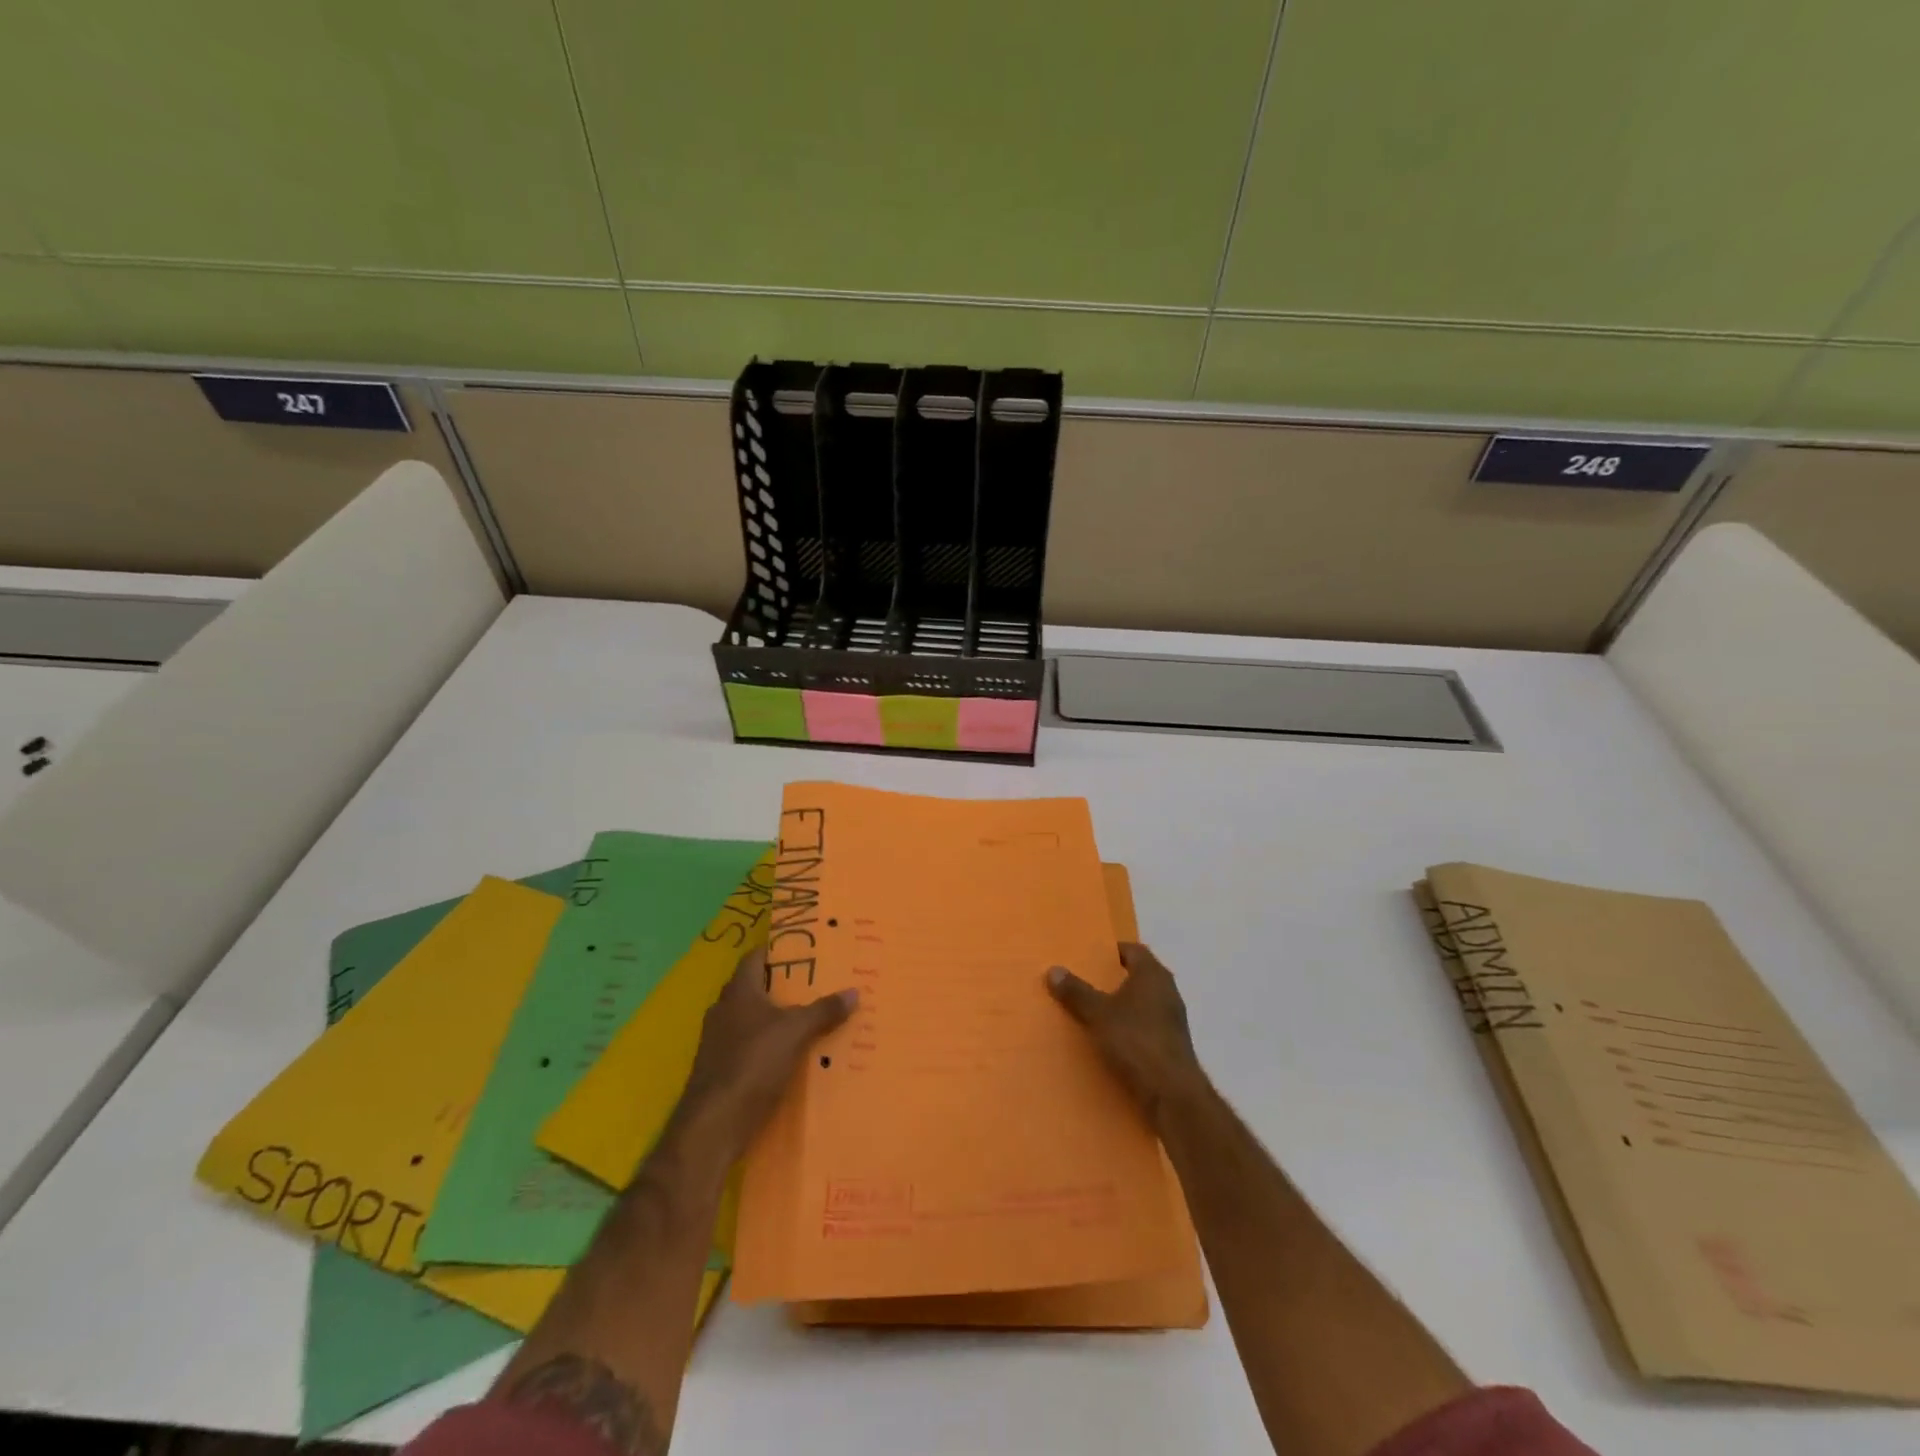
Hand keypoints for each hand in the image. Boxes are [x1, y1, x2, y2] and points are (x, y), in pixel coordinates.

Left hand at [676, 944, 855, 1155]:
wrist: (713, 1126)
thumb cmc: (753, 1064)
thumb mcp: (796, 1032)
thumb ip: (823, 1010)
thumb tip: (854, 991)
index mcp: (738, 992)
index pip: (756, 957)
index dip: (778, 950)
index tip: (805, 948)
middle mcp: (724, 1011)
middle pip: (755, 988)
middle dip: (784, 985)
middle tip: (817, 983)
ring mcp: (718, 1042)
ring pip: (753, 1019)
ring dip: (777, 1018)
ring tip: (811, 1018)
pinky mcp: (720, 1070)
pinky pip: (749, 1047)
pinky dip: (769, 1046)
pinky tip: (791, 1055)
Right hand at [1048, 942, 1209, 1129]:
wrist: (1172, 1094)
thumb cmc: (1136, 1041)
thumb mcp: (1098, 1014)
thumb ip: (1076, 992)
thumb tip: (1054, 970)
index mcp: (1153, 974)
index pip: (1133, 950)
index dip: (1112, 952)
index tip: (1089, 958)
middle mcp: (1167, 991)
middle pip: (1138, 976)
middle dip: (1113, 979)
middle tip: (1084, 983)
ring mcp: (1172, 1019)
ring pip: (1142, 1003)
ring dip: (1121, 1006)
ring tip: (1092, 1012)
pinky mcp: (1171, 1045)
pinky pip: (1145, 1027)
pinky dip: (1129, 1028)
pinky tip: (1109, 1041)